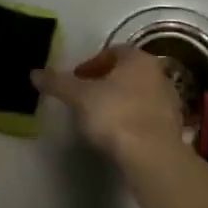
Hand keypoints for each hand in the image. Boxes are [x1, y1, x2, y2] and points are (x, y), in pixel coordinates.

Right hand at [32, 46, 186, 165]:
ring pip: (138, 93)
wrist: (152, 156)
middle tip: (84, 97)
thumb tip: (35, 73)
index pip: (112, 52)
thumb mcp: (79, 97)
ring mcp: (170, 101)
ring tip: (99, 118)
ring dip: (119, 100)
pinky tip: (118, 134)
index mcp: (138, 59)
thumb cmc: (115, 115)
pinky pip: (146, 115)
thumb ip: (58, 83)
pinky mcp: (173, 126)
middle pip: (126, 72)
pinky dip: (132, 119)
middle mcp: (158, 74)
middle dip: (105, 82)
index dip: (91, 63)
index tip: (76, 80)